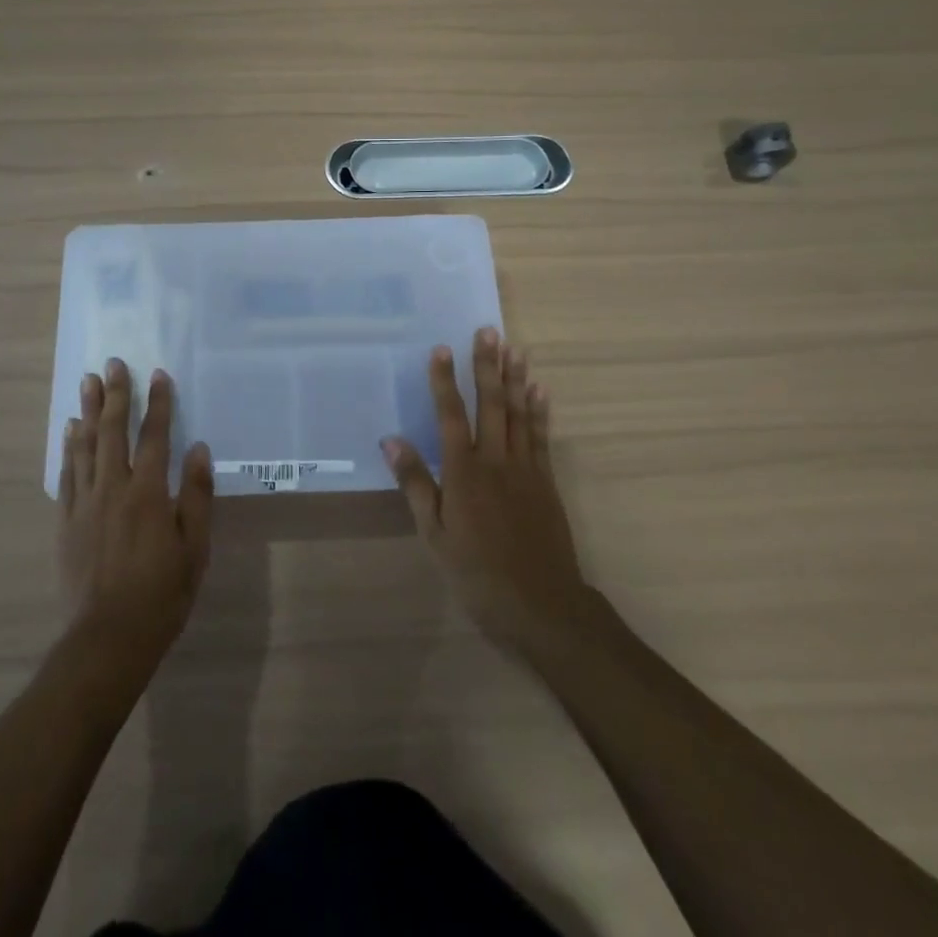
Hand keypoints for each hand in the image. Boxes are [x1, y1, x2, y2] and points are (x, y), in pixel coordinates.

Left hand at [59, 360, 213, 674]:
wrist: (108, 638)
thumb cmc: (161, 594)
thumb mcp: (194, 548)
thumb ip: (195, 495)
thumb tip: (198, 448)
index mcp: (147, 492)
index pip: (154, 436)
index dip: (158, 403)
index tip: (158, 374)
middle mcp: (113, 488)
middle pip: (113, 431)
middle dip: (116, 395)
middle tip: (112, 363)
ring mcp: (85, 503)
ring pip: (85, 446)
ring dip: (88, 411)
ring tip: (87, 383)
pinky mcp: (66, 521)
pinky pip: (67, 474)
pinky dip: (69, 447)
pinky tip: (70, 431)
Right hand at [384, 328, 588, 655]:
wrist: (541, 607)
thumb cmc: (477, 574)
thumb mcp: (434, 534)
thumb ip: (415, 483)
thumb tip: (391, 439)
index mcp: (464, 472)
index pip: (450, 415)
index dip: (444, 380)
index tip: (441, 348)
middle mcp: (496, 460)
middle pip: (491, 404)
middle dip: (487, 366)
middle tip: (488, 331)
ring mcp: (525, 469)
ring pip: (519, 414)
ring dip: (516, 379)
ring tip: (514, 348)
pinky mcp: (546, 482)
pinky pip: (541, 437)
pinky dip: (540, 411)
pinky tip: (540, 390)